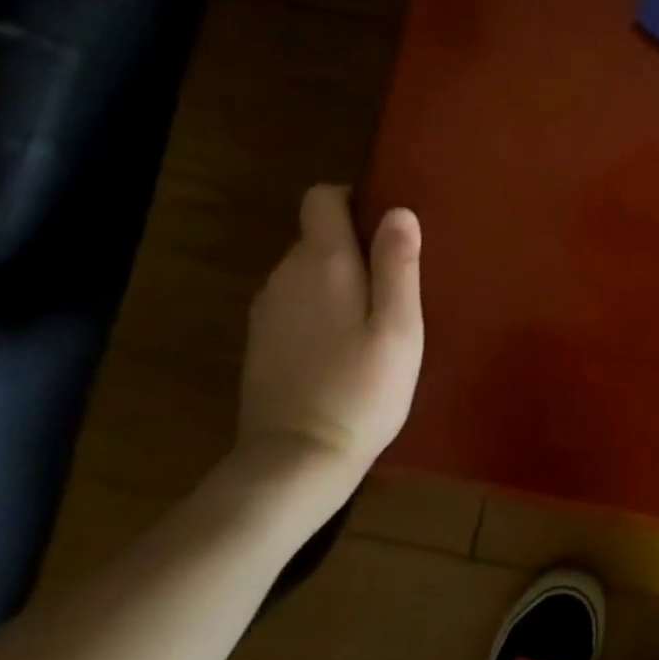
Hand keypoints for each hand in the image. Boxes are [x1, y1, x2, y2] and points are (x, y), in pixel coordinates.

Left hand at [237, 185, 423, 493]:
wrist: (295, 462)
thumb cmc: (362, 388)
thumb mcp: (399, 326)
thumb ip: (397, 263)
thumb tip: (398, 209)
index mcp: (322, 261)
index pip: (321, 198)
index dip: (352, 199)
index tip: (384, 230)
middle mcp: (285, 274)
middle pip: (317, 234)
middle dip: (353, 246)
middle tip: (393, 286)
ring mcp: (266, 309)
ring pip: (306, 270)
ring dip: (337, 280)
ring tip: (372, 320)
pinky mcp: (259, 342)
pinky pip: (294, 302)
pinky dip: (318, 309)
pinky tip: (340, 348)